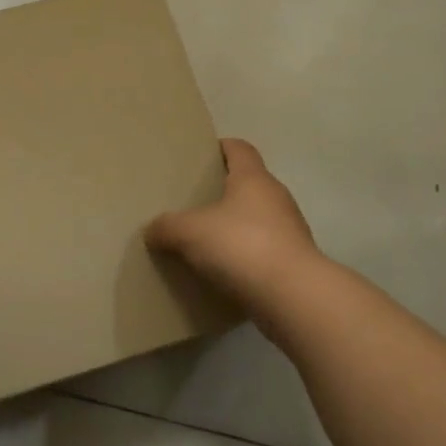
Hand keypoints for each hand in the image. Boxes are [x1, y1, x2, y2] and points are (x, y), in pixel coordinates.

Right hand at [146, 139, 321, 313]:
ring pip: (256, 219)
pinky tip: (223, 271)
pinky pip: (263, 250)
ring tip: (204, 241)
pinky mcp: (293, 262)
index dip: (220, 147)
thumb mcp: (190, 233)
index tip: (199, 156)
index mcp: (253, 178)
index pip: (239, 148)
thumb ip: (167, 227)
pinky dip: (245, 256)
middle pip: (247, 184)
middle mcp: (276, 197)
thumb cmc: (242, 246)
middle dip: (222, 191)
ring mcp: (289, 230)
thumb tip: (152, 230)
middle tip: (192, 202)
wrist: (294, 298)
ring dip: (234, 227)